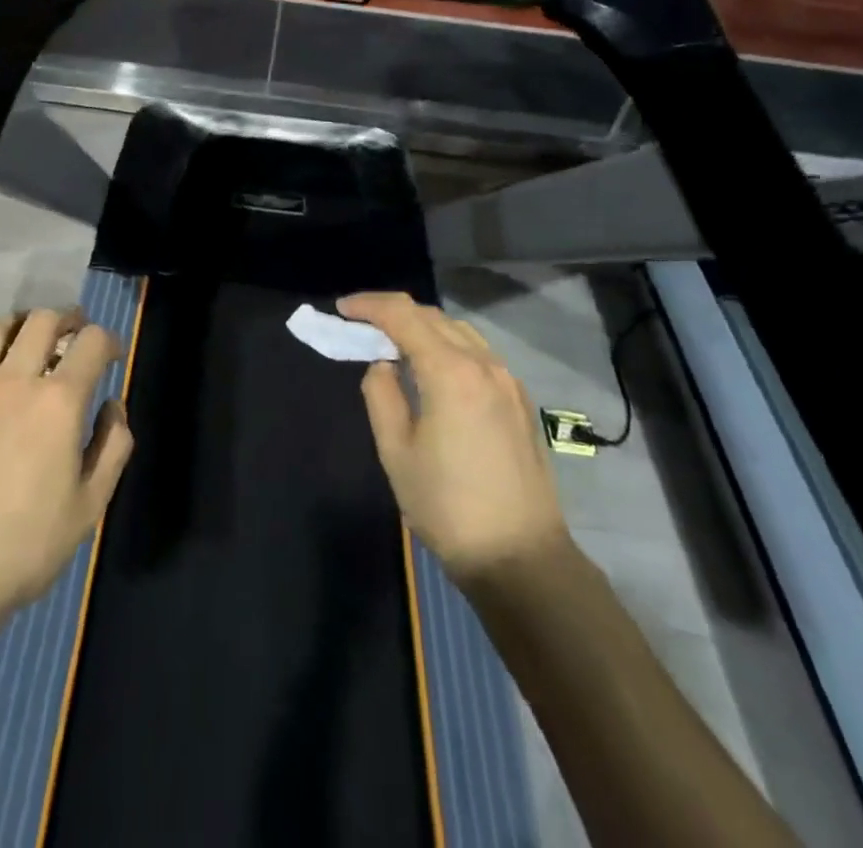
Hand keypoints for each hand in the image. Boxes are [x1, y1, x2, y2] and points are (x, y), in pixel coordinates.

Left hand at [0, 310, 132, 637]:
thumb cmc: (24, 548)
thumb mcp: (90, 507)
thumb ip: (113, 447)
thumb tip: (112, 406)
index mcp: (59, 403)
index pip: (93, 343)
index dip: (110, 341)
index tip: (113, 357)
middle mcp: (15, 381)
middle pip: (43, 321)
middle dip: (67, 319)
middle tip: (74, 336)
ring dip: (18, 323)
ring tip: (26, 336)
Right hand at [340, 293, 568, 591]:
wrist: (521, 558)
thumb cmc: (448, 507)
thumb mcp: (396, 452)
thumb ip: (381, 395)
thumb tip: (382, 365)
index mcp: (451, 372)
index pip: (404, 316)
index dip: (369, 305)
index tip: (342, 308)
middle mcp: (484, 364)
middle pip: (433, 316)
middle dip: (393, 312)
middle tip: (360, 324)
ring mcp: (508, 380)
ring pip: (459, 331)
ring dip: (422, 326)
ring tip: (392, 342)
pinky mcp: (519, 400)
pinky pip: (478, 353)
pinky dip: (447, 345)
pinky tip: (432, 368)